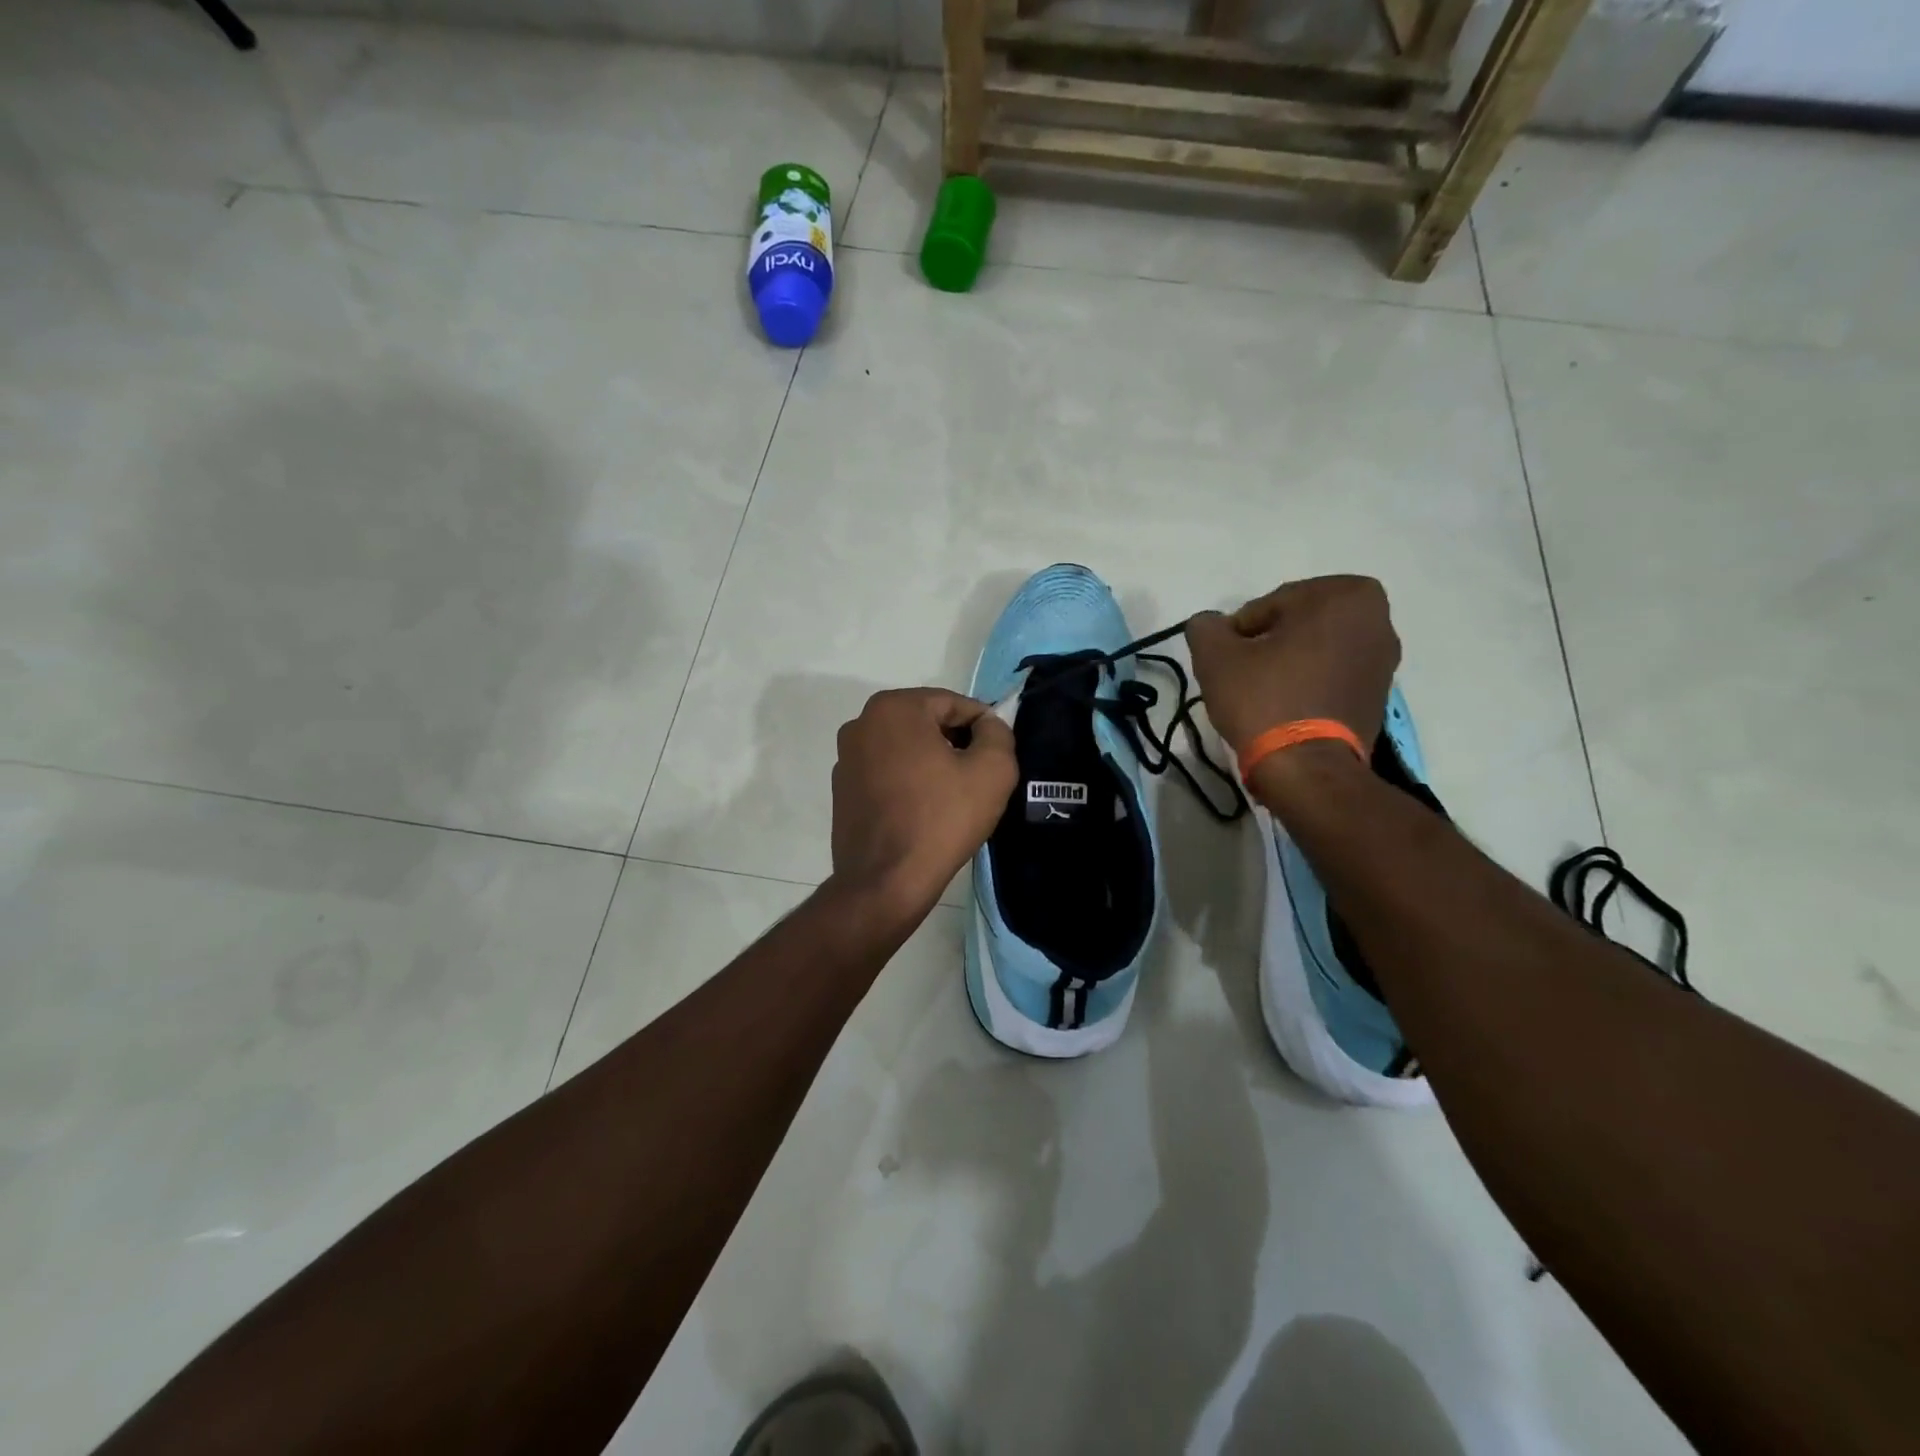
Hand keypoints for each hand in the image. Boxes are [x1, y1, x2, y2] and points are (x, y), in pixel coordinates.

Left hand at [828, 688, 1018, 925]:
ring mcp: (845, 757)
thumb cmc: (941, 819)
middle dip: (956, 743)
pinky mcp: (841, 789)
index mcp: (894, 708)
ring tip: (953, 797)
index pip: (954, 704)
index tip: (997, 756)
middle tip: (979, 777)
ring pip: (905, 748)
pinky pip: (886, 772)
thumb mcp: (992, 770)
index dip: (983, 727)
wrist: (886, 882)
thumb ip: (998, 733)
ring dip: (931, 762)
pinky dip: (908, 781)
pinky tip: (924, 811)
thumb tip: (987, 725)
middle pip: (926, 723)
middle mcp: (861, 723)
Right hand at [1185, 575, 1400, 755]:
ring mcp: (1385, 660)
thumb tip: (1210, 625)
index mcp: (1344, 595)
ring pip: (1316, 650)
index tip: (1227, 660)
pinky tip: (1286, 709)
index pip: (1270, 604)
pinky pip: (1333, 676)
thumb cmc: (1264, 699)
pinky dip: (1310, 685)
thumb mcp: (1215, 656)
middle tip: (1242, 675)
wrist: (1307, 768)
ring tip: (1263, 695)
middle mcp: (1377, 619)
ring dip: (1289, 664)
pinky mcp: (1380, 696)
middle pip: (1298, 624)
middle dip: (1269, 644)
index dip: (1239, 632)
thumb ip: (1206, 628)